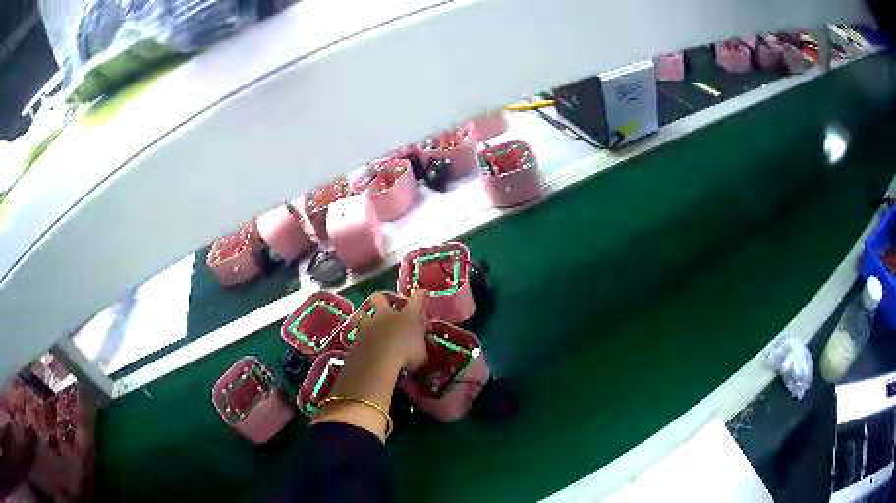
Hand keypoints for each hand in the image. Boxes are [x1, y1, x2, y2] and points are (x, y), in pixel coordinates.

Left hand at [356, 290, 427, 369]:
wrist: (377, 362)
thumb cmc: (405, 355)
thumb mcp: (420, 353)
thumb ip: (419, 344)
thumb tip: (418, 344)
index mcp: (407, 316)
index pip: (416, 300)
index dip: (419, 295)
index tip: (421, 293)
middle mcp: (385, 316)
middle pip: (379, 297)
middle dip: (381, 298)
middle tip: (385, 304)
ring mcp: (368, 325)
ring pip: (362, 314)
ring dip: (364, 317)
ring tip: (367, 325)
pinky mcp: (355, 338)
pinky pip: (356, 333)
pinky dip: (360, 337)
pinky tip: (363, 345)